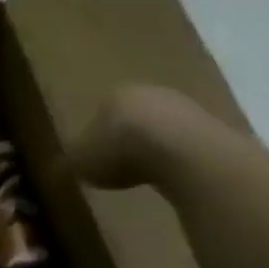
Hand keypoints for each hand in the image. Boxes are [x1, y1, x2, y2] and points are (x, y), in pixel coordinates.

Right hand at [70, 84, 213, 190]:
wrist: (180, 151)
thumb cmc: (121, 151)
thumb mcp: (82, 162)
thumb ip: (70, 162)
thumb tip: (57, 167)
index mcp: (114, 94)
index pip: (100, 112)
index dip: (96, 136)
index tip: (96, 159)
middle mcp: (149, 92)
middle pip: (134, 116)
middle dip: (128, 138)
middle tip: (122, 166)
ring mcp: (184, 106)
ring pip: (163, 126)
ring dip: (156, 146)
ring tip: (149, 174)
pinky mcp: (211, 125)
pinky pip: (187, 142)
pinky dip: (179, 156)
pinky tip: (175, 175)